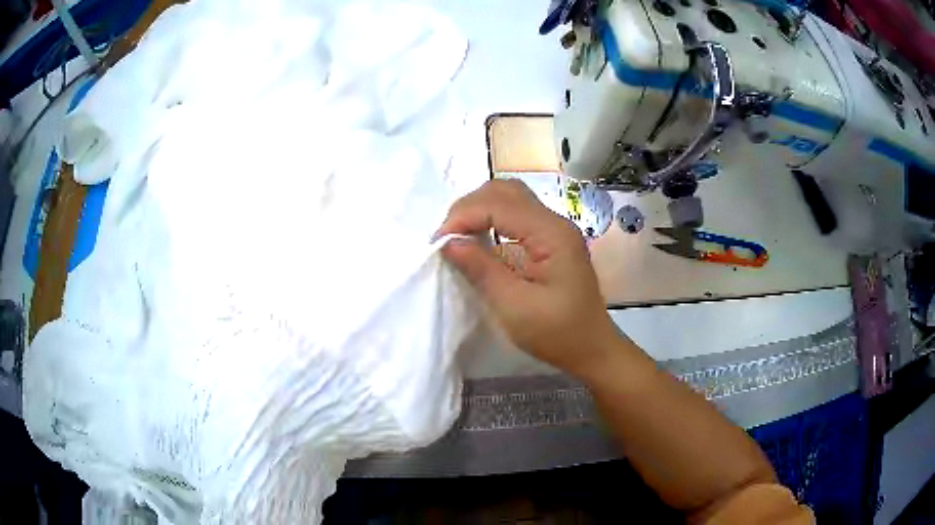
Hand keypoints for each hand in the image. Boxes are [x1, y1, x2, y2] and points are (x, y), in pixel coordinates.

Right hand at [437, 179, 623, 376]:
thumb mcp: (515, 307)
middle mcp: (554, 222)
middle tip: (446, 236)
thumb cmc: (558, 333)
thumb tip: (448, 242)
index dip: (463, 216)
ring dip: (479, 211)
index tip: (438, 242)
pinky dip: (491, 221)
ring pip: (510, 199)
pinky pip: (516, 217)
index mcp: (552, 234)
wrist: (592, 349)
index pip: (499, 204)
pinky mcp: (550, 241)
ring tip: (458, 236)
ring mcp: (554, 230)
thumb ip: (481, 269)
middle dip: (469, 207)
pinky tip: (478, 241)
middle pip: (505, 191)